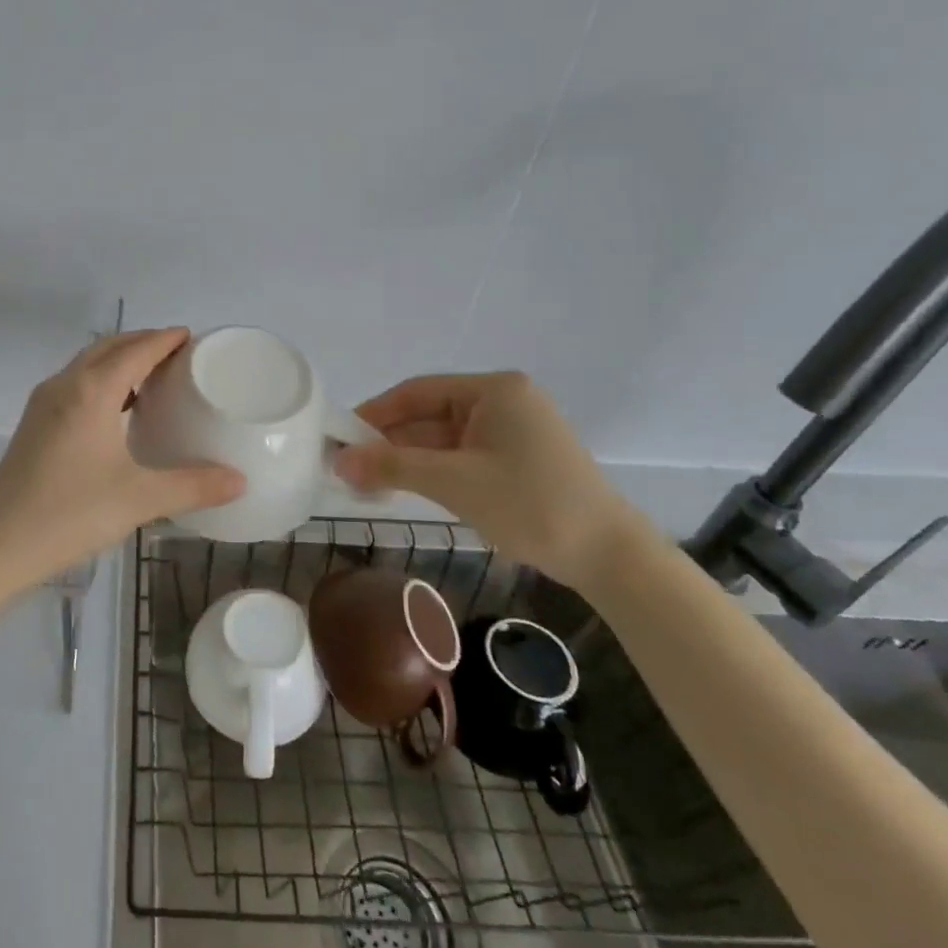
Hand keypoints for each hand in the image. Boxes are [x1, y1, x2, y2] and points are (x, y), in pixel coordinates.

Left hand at [0, 328, 243, 598]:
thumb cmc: (69, 514)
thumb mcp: (139, 500)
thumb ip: (193, 486)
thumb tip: (240, 480)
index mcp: (91, 391)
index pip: (136, 349)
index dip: (165, 339)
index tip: (192, 337)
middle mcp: (64, 385)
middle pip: (108, 347)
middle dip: (143, 342)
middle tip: (179, 355)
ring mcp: (43, 404)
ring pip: (87, 365)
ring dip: (119, 360)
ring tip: (153, 378)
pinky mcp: (33, 425)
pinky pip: (74, 385)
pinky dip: (102, 381)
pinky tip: (117, 412)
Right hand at [335, 371, 643, 589]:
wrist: (609, 557)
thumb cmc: (530, 505)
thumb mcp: (454, 482)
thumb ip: (392, 466)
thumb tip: (337, 460)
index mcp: (494, 390)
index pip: (417, 392)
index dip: (374, 413)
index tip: (340, 436)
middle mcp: (503, 401)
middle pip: (429, 415)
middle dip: (388, 442)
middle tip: (347, 467)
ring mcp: (512, 432)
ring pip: (442, 439)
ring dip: (407, 460)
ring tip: (365, 482)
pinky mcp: (516, 460)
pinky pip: (461, 456)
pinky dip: (432, 471)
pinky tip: (403, 488)